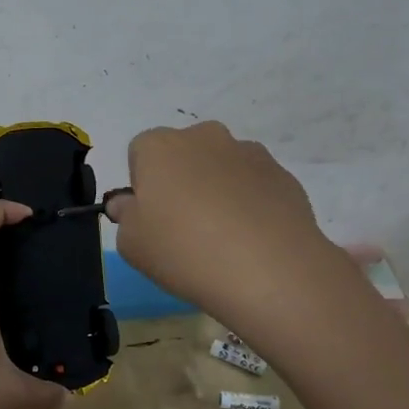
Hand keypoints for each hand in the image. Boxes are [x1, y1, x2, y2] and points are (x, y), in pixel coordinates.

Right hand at [105, 121, 336, 328]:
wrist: (270, 270)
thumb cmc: (184, 251)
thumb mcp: (132, 244)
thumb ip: (124, 216)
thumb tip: (130, 204)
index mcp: (160, 146)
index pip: (140, 152)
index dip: (142, 185)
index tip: (151, 218)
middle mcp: (205, 137)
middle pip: (184, 154)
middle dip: (181, 181)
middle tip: (184, 228)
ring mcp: (249, 152)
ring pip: (222, 167)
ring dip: (217, 190)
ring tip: (223, 239)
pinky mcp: (283, 175)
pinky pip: (255, 186)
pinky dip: (250, 204)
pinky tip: (252, 241)